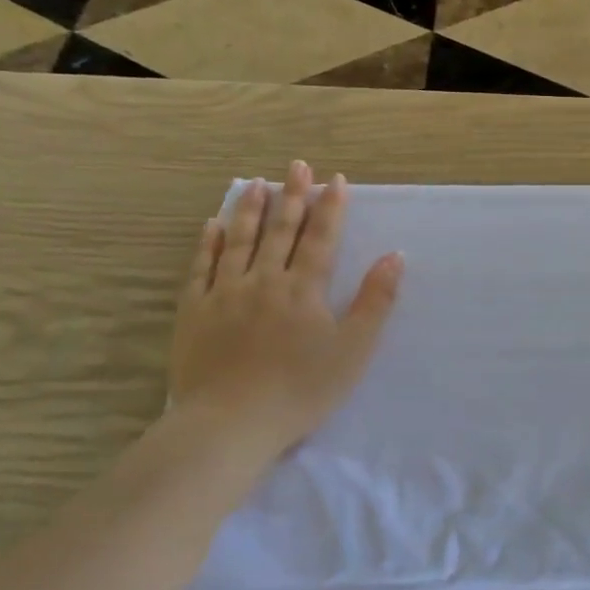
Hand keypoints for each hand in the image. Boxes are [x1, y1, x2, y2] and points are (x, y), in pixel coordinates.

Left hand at [168, 163, 402, 453]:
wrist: (230, 423)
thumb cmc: (301, 390)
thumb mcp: (353, 350)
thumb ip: (374, 301)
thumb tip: (394, 256)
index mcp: (304, 289)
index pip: (320, 239)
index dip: (330, 208)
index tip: (334, 179)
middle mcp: (264, 280)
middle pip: (281, 231)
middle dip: (292, 196)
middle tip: (297, 166)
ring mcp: (225, 293)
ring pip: (239, 241)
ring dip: (251, 210)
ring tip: (258, 184)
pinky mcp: (195, 311)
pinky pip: (201, 267)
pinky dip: (209, 243)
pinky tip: (212, 225)